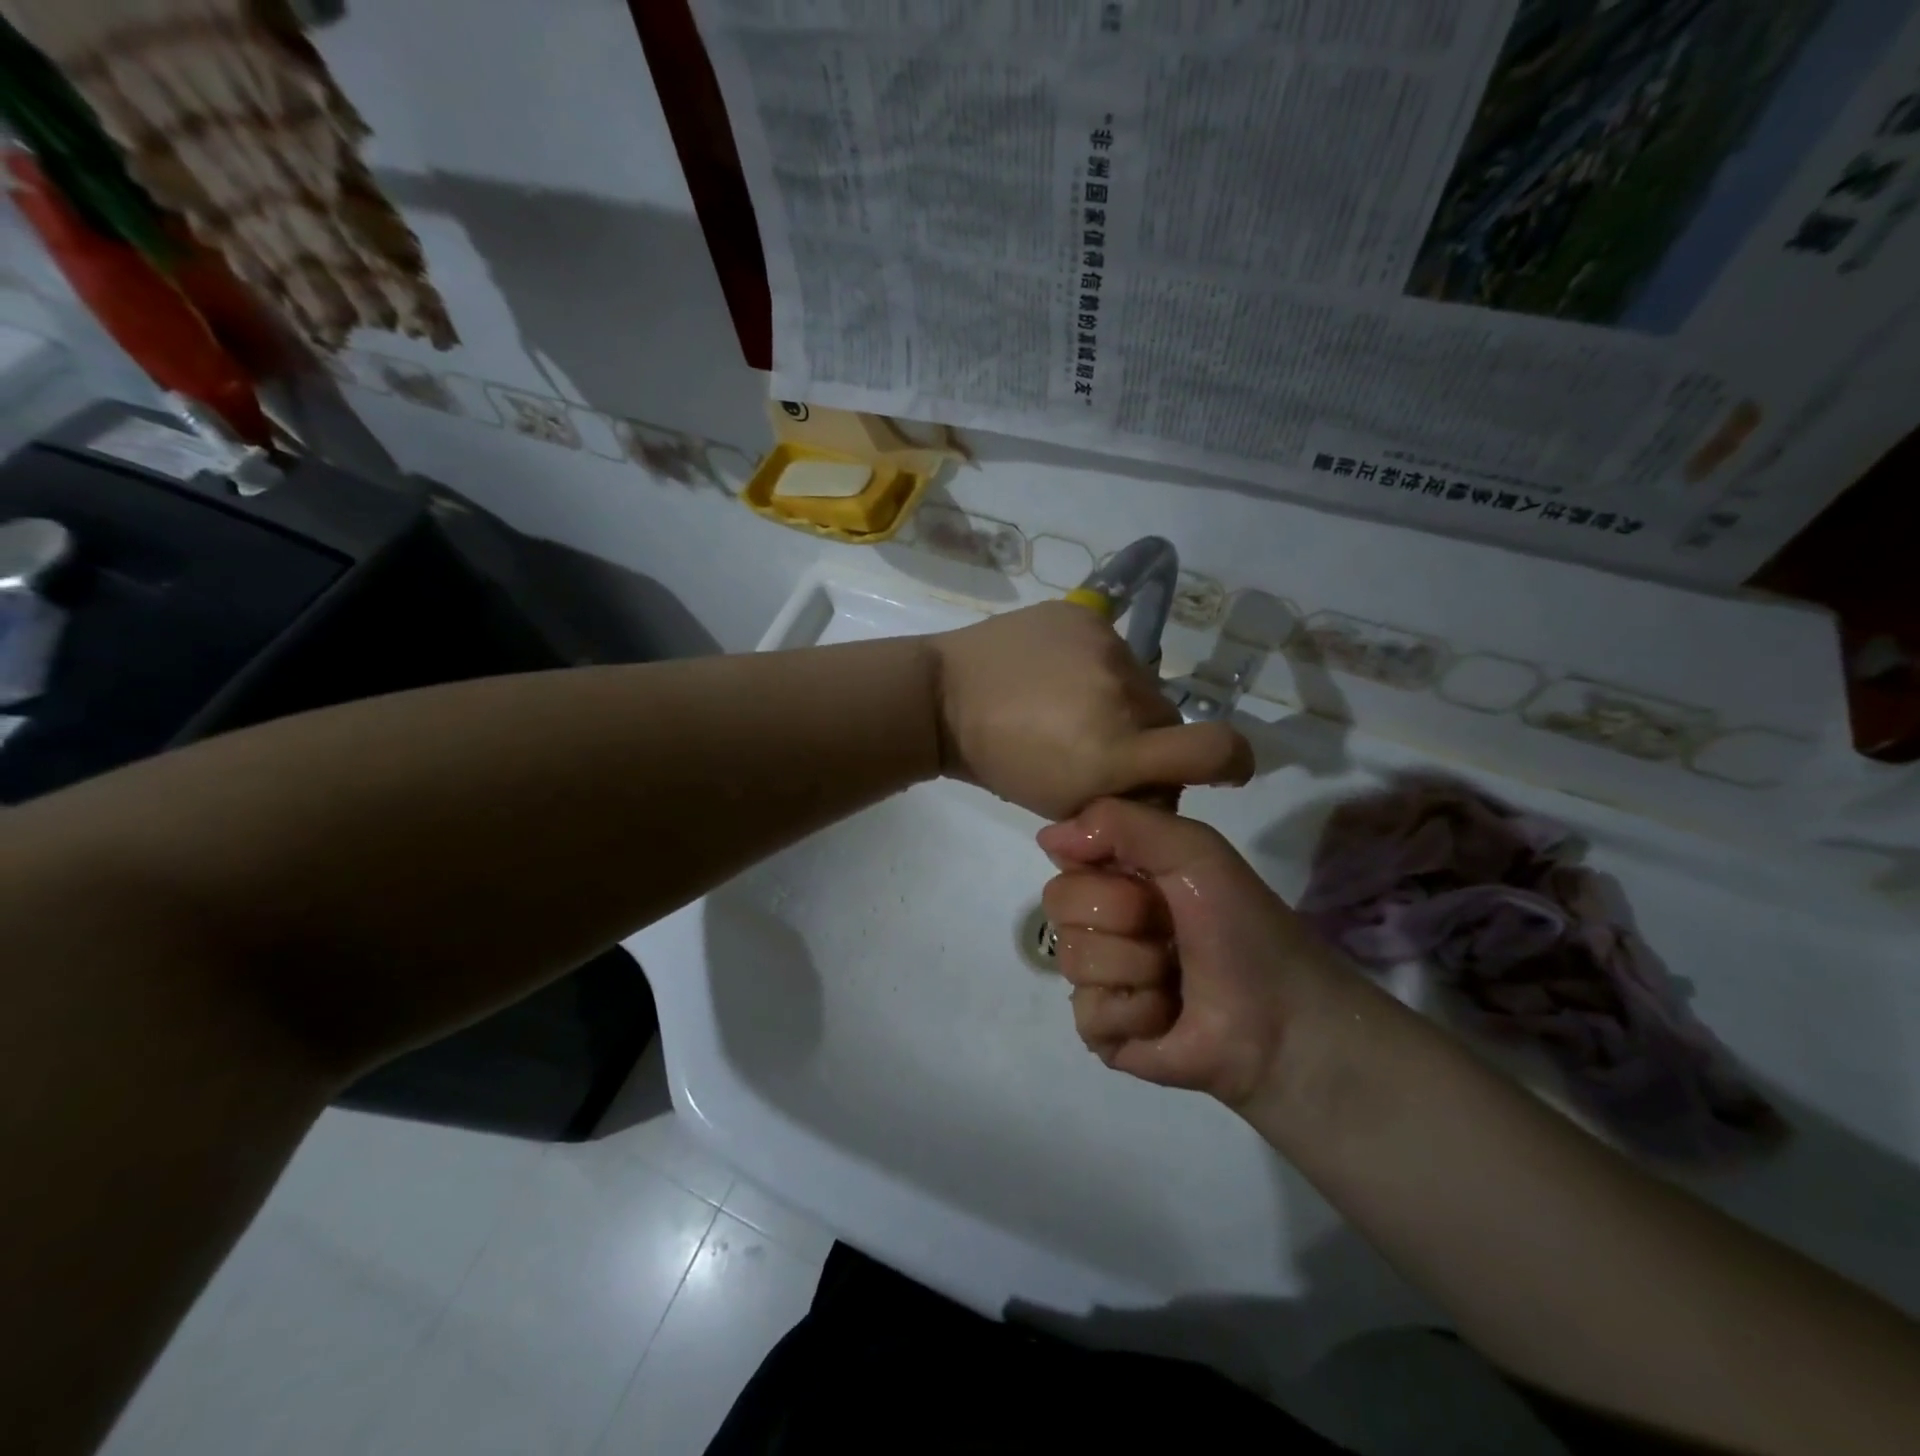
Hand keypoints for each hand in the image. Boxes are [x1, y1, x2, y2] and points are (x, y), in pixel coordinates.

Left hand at [930, 602, 1251, 819]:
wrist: (943, 698)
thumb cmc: (1000, 763)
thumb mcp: (1064, 802)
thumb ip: (1125, 798)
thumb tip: (1164, 784)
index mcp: (1115, 753)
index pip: (1217, 749)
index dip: (1234, 760)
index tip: (1224, 767)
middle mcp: (1122, 696)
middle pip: (1170, 720)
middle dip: (1147, 737)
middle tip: (1101, 740)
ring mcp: (1104, 648)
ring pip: (1142, 682)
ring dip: (1120, 698)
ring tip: (1069, 702)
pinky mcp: (1084, 615)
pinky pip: (1113, 648)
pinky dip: (1095, 665)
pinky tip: (1056, 672)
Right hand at [1038, 797, 1356, 1107]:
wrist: (1283, 1019)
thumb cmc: (1242, 925)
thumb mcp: (1194, 849)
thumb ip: (1120, 822)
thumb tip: (1046, 837)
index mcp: (1118, 877)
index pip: (1065, 855)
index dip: (1101, 865)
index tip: (1147, 878)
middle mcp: (1100, 922)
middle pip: (1058, 901)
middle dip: (1122, 913)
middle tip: (1168, 929)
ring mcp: (1096, 977)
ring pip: (1072, 956)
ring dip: (1137, 965)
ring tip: (1174, 976)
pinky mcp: (1100, 1030)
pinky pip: (1088, 1010)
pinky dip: (1138, 1011)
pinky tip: (1166, 1015)